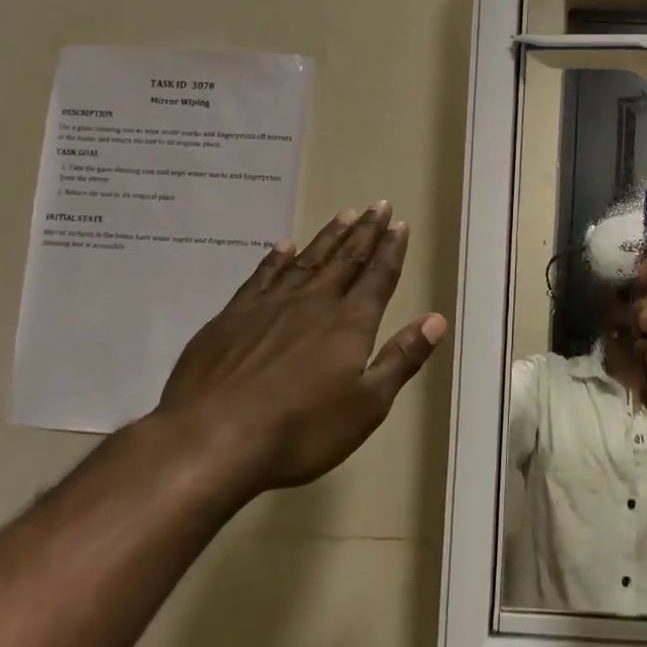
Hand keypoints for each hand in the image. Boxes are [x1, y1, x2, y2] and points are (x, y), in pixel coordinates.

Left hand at [154, 201, 444, 498]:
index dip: (391, 250)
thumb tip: (436, 319)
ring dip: (328, 237)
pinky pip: (261, 277)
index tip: (400, 224)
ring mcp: (268, 307)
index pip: (378, 277)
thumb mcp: (366, 406)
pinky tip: (284, 246)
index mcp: (349, 324)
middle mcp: (313, 304)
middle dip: (365, 232)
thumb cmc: (300, 430)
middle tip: (379, 205)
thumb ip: (401, 359)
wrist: (209, 441)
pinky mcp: (231, 318)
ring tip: (344, 214)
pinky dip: (276, 259)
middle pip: (346, 260)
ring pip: (307, 261)